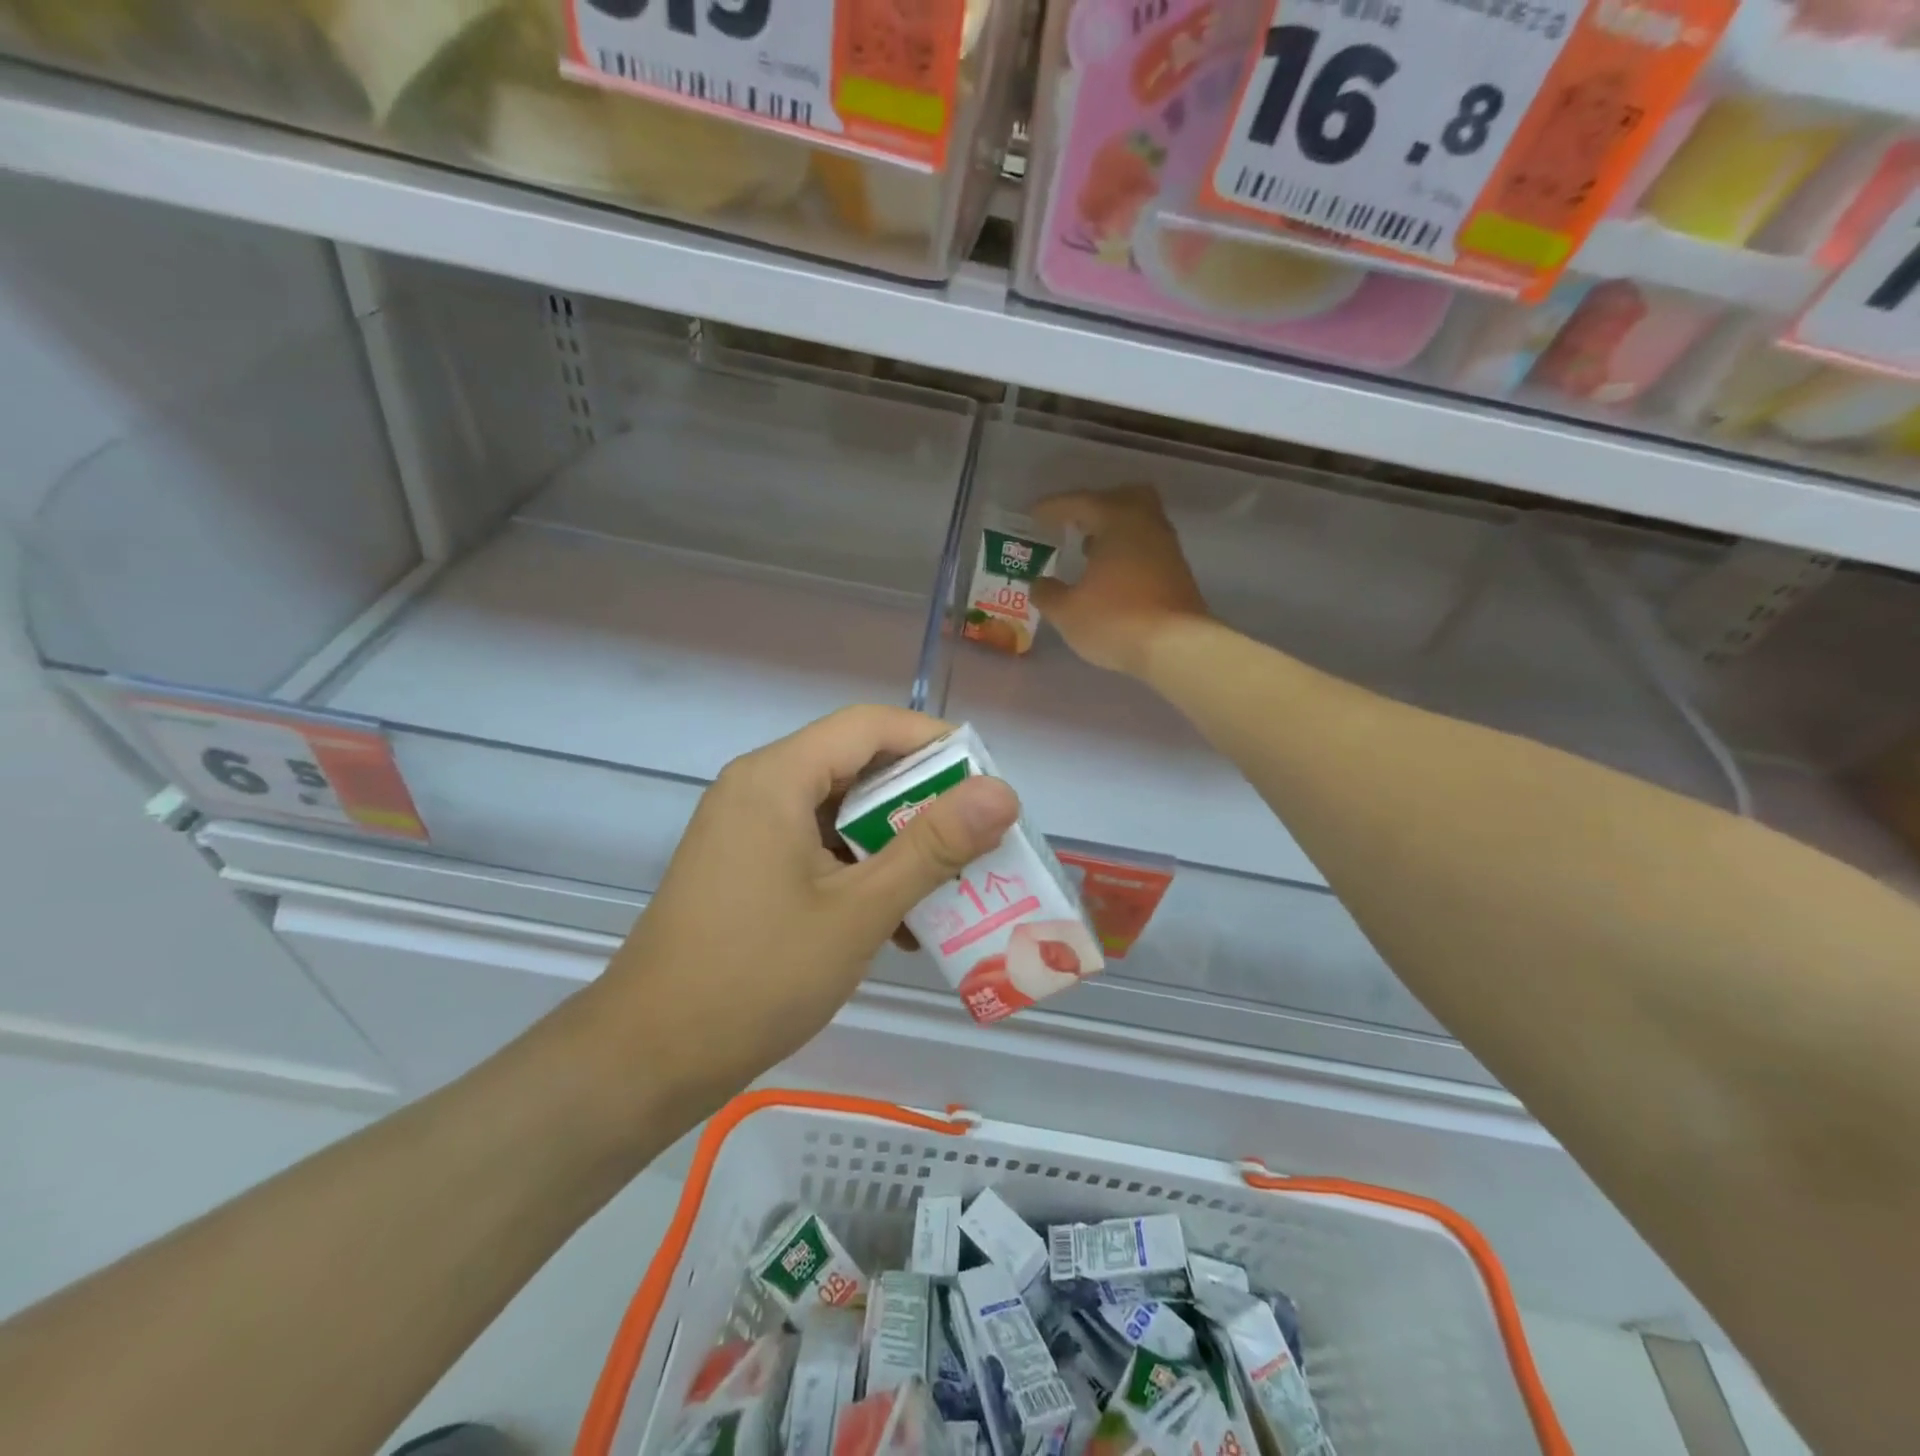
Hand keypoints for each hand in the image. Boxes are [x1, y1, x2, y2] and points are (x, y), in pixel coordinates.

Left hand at [587, 707, 1019, 1122]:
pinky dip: (861, 870)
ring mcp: (748, 830)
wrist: (648, 1059)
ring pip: (840, 812)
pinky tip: (899, 920)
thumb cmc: (757, 976)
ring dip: (896, 842)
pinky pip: (817, 847)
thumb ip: (933, 846)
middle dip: (923, 800)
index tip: (988, 783)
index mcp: (776, 777)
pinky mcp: (746, 868)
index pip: (870, 726)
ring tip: (950, 882)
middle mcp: (758, 788)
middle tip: (980, 838)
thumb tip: (1002, 792)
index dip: (935, 743)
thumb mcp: (859, 910)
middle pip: (856, 766)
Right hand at [1032, 485, 1210, 678]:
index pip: (1080, 502)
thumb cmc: (1115, 619)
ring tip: (1089, 553)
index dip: (1054, 507)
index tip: (1034, 515)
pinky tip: (1111, 577)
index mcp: (1116, 520)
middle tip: (1075, 523)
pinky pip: (1147, 549)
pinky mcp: (1178, 573)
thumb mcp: (1067, 612)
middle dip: (1096, 507)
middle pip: (1123, 498)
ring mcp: (1167, 548)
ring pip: (1139, 524)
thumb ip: (1048, 594)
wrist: (1177, 647)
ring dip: (1113, 533)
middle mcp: (1146, 524)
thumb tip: (1040, 584)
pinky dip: (1127, 553)